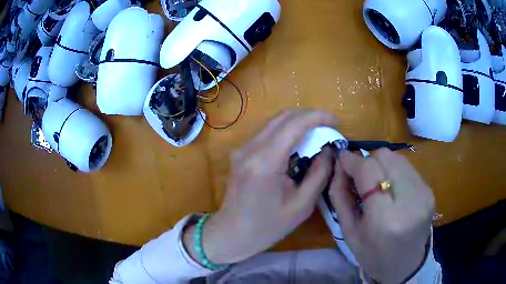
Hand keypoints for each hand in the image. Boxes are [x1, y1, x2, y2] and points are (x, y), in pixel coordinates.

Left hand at [184, 110, 337, 264]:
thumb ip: (319, 174)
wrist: (232, 233)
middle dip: (309, 116)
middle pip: (283, 117)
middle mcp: (250, 148)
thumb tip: (328, 150)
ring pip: (274, 122)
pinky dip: (286, 131)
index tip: (336, 121)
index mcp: (265, 162)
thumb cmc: (267, 226)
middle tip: (328, 127)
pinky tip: (298, 143)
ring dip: (297, 123)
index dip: (318, 117)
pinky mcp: (240, 152)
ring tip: (317, 133)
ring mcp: (242, 148)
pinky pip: (266, 132)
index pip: (294, 124)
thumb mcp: (302, 205)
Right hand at [329, 149, 434, 282]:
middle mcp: (410, 201)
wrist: (405, 265)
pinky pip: (407, 167)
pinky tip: (391, 188)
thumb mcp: (349, 231)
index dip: (353, 160)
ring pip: (396, 157)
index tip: (342, 158)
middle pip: (385, 157)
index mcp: (385, 219)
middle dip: (368, 161)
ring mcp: (423, 193)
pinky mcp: (429, 190)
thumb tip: (339, 164)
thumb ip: (340, 195)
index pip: (369, 171)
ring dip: (381, 165)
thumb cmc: (373, 255)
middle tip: (360, 177)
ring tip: (376, 184)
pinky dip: (394, 171)